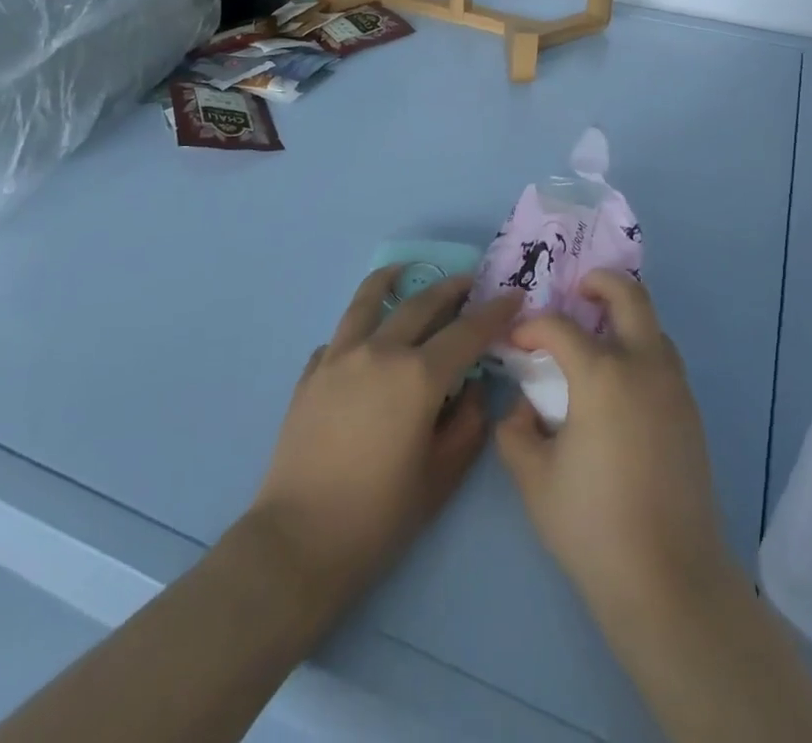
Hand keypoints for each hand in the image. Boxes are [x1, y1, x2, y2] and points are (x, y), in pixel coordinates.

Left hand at [248, 269, 521, 617]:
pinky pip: (339, 337)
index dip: (494, 312)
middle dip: (450, 289)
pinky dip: (357, 328)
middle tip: (469, 282)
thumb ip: (466, 426)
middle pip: (421, 305)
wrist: (298, 542)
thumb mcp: (440, 478)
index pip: (467, 332)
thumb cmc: (378, 517)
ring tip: (404, 270)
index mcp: (417, 376)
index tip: (513, 295)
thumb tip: (472, 390)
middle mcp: (379, 352)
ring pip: (369, 301)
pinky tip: (363, 339)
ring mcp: (339, 358)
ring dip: (392, 280)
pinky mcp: (311, 374)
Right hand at [495, 272, 735, 623]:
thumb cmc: (593, 525)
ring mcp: (674, 387)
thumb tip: (522, 406)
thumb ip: (514, 430)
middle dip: (599, 283)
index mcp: (602, 375)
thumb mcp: (533, 478)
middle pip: (629, 296)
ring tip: (595, 337)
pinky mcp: (691, 411)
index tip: (516, 344)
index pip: (559, 327)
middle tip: (575, 293)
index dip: (532, 328)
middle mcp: (643, 366)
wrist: (669, 579)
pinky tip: (619, 384)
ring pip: (653, 324)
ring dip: (624, 315)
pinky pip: (664, 358)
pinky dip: (640, 348)